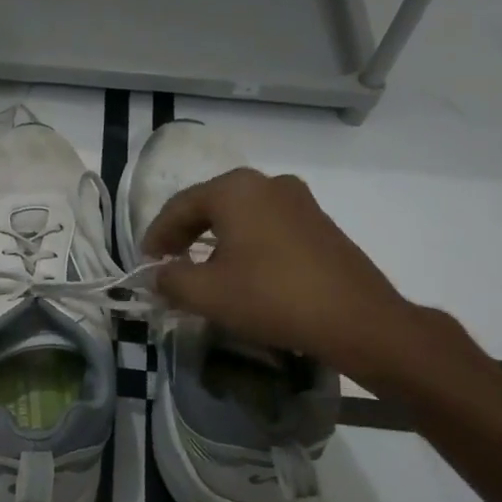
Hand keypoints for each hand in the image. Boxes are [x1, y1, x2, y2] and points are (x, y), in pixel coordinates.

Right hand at [141, 168, 423, 382]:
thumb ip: (171, 280)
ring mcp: (299, 200)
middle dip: (185, 234)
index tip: (145, 263)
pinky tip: (242, 271)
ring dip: (215, 239)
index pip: (180, 206)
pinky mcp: (319, 223)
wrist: (356, 318)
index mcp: (236, 189)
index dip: (156, 235)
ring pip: (241, 215)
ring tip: (202, 270)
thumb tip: (157, 276)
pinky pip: (267, 226)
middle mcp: (267, 183)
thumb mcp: (207, 294)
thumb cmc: (271, 298)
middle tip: (169, 263)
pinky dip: (245, 243)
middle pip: (211, 205)